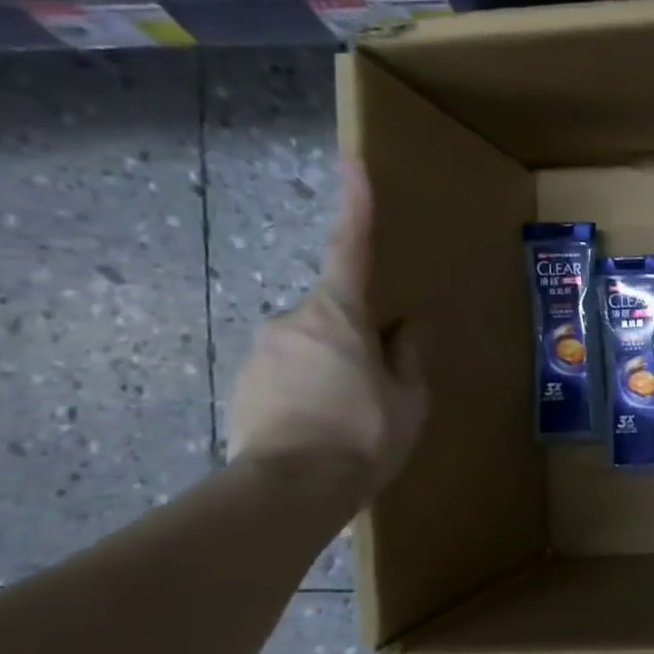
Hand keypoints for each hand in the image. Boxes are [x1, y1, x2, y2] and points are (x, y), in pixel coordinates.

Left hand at [227, 158, 426, 506]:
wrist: (288, 491)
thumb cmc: (363, 434)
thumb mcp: (409, 397)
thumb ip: (409, 354)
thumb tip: (407, 326)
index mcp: (338, 315)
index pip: (350, 248)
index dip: (356, 205)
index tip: (353, 163)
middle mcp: (291, 321)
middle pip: (335, 313)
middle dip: (359, 338)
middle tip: (382, 385)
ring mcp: (261, 353)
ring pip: (312, 347)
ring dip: (336, 369)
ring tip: (354, 418)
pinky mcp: (243, 385)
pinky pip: (290, 374)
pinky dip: (311, 391)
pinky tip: (325, 429)